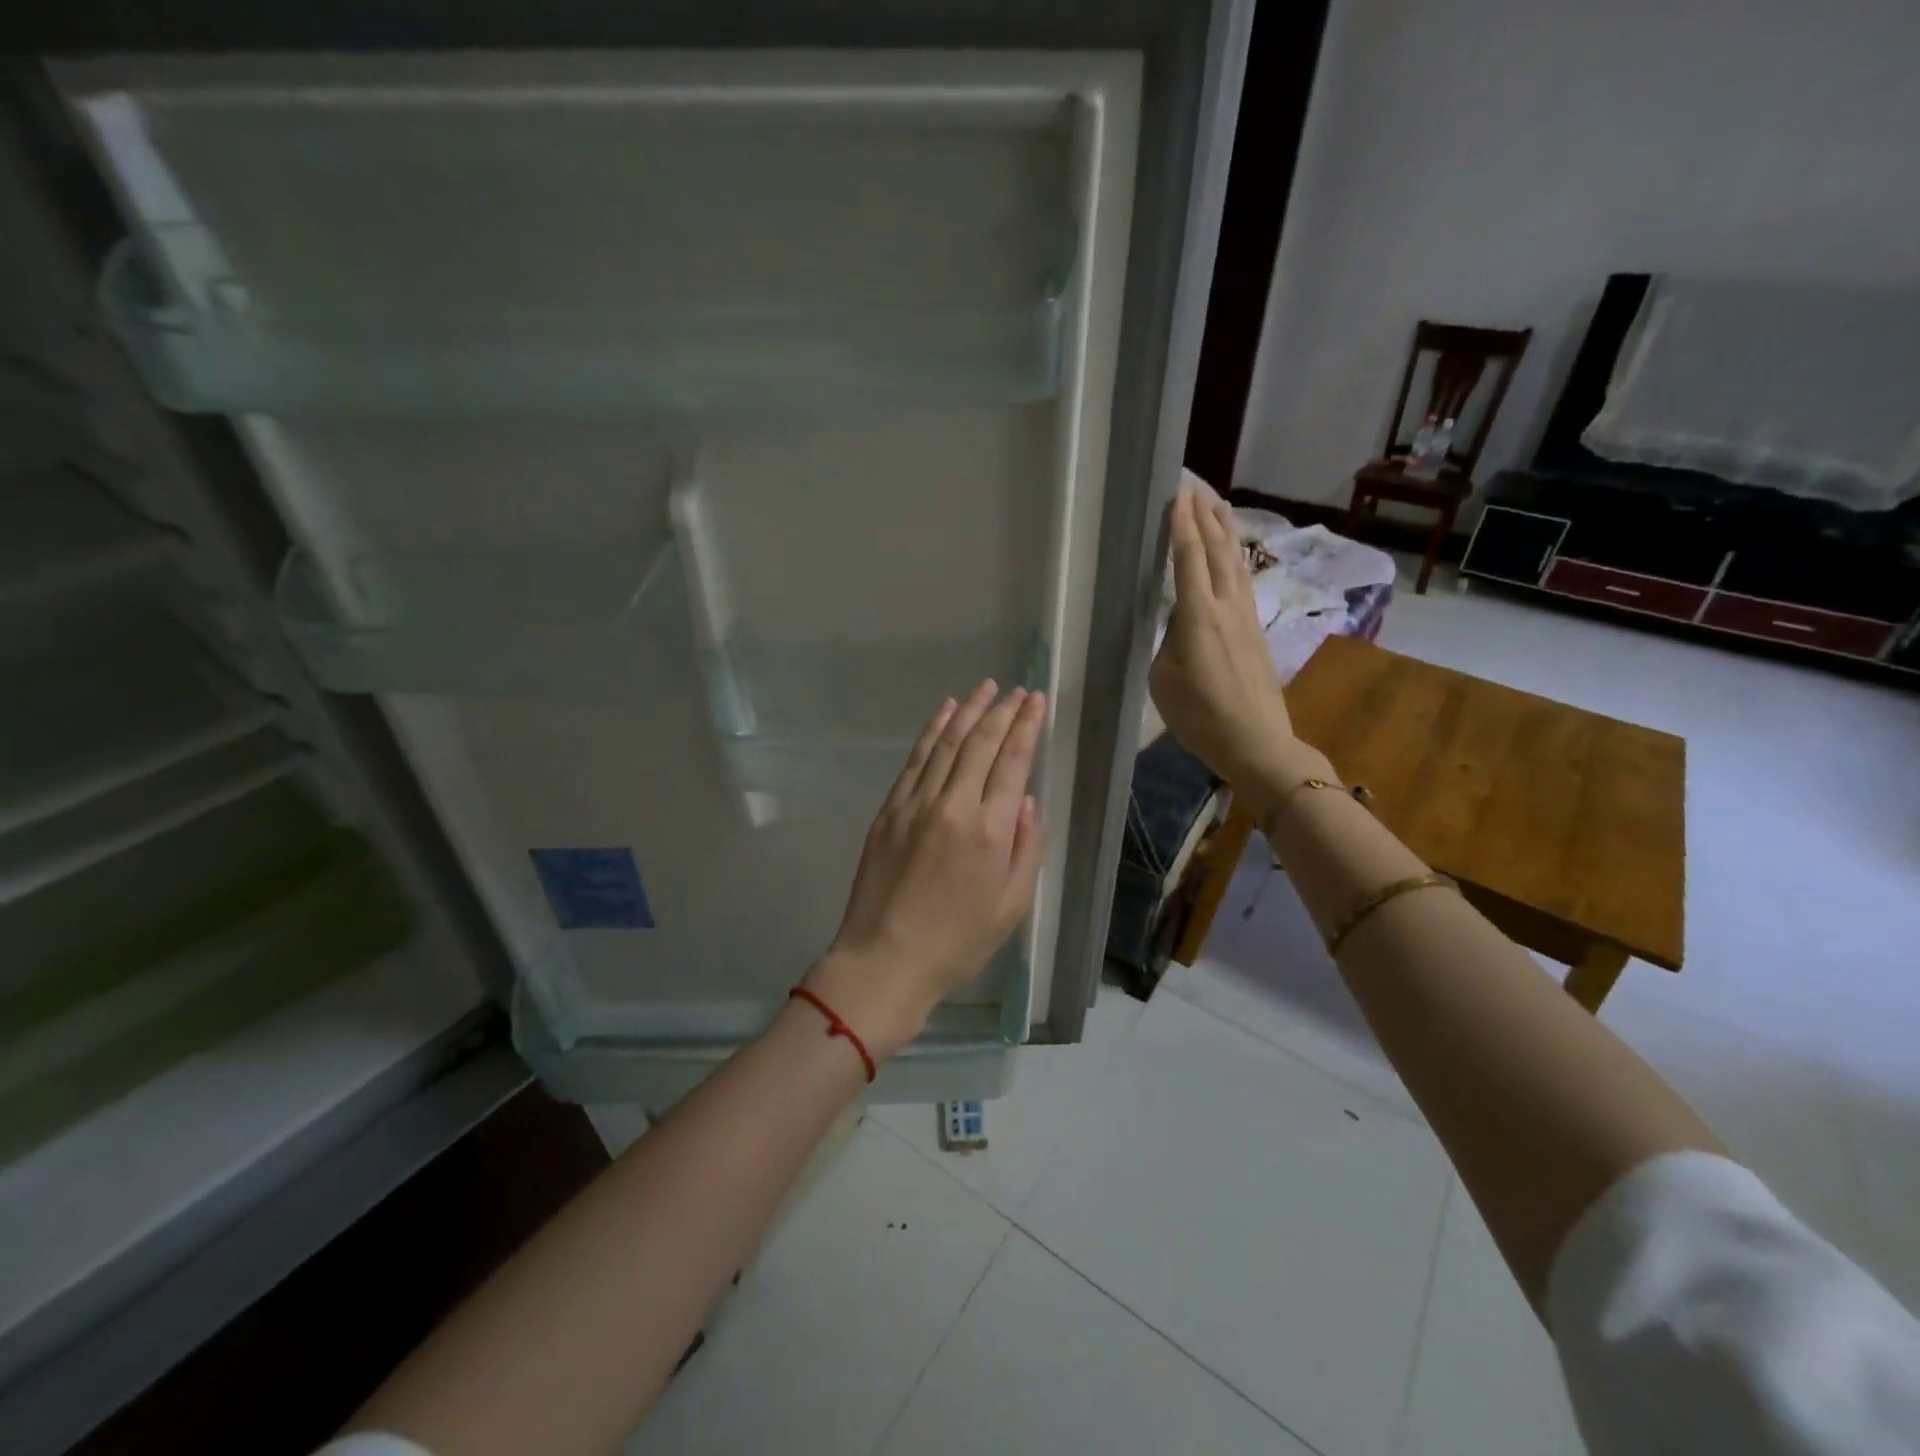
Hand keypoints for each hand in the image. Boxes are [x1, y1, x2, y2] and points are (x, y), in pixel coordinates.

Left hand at [805, 681, 1047, 1060]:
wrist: (885, 959)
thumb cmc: (957, 941)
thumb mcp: (1012, 906)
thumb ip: (1027, 848)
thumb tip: (1025, 801)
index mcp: (990, 831)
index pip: (1012, 762)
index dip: (1025, 727)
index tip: (1035, 701)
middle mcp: (953, 806)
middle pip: (980, 744)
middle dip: (1002, 711)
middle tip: (1017, 690)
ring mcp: (915, 804)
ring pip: (946, 744)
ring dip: (968, 711)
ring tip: (986, 688)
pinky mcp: (889, 810)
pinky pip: (915, 760)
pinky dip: (932, 731)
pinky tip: (945, 713)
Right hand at [1149, 491, 1309, 794]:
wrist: (1255, 741)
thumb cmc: (1200, 715)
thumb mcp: (1163, 679)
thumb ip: (1166, 641)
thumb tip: (1173, 624)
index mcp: (1198, 616)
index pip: (1189, 558)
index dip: (1182, 524)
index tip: (1176, 493)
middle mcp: (1226, 606)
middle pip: (1219, 548)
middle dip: (1206, 514)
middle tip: (1195, 484)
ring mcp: (1246, 616)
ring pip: (1236, 561)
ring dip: (1225, 529)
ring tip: (1216, 503)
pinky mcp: (1255, 629)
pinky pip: (1243, 579)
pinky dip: (1235, 555)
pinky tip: (1233, 553)